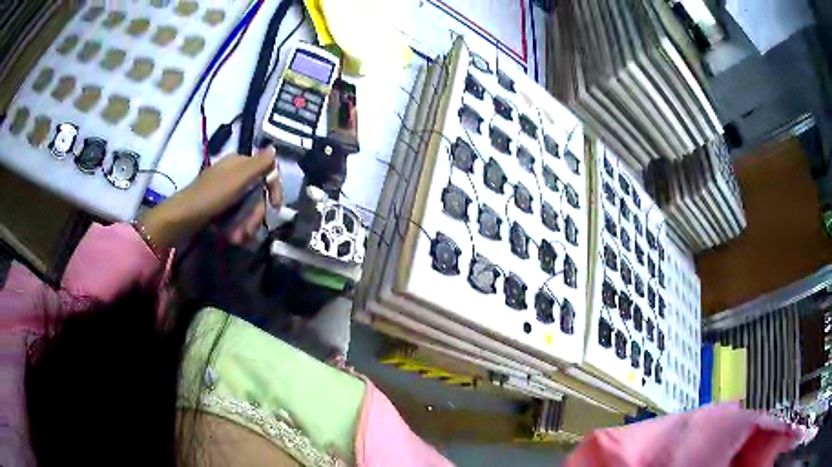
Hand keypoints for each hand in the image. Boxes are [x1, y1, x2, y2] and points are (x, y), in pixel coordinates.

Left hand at [138, 147, 281, 250]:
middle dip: (255, 215)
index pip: (266, 171)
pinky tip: (231, 237)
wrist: (182, 218)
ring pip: (247, 208)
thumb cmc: (210, 196)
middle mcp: (234, 175)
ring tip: (237, 238)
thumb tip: (274, 149)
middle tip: (248, 231)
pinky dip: (236, 227)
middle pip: (257, 194)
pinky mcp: (219, 207)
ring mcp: (226, 192)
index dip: (274, 188)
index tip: (276, 207)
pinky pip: (236, 216)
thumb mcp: (237, 179)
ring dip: (246, 225)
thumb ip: (258, 164)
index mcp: (239, 163)